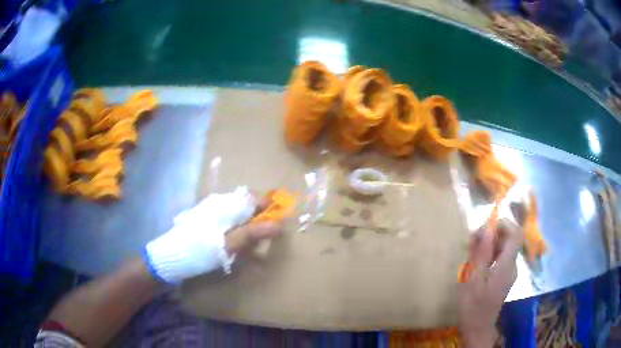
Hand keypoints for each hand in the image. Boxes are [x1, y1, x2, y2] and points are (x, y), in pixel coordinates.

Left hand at [145, 187, 282, 283]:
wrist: (173, 254)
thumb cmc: (202, 249)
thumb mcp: (229, 243)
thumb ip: (254, 232)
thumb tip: (279, 224)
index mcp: (228, 205)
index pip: (257, 199)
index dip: (271, 208)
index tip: (280, 223)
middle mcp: (222, 202)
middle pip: (249, 205)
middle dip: (260, 220)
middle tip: (263, 240)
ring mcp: (213, 209)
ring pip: (240, 213)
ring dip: (249, 226)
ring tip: (249, 246)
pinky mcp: (208, 217)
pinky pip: (229, 219)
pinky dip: (237, 230)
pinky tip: (235, 244)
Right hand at [458, 218, 521, 347]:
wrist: (478, 327)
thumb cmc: (473, 305)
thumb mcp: (474, 278)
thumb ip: (482, 252)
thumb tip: (487, 228)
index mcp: (507, 265)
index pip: (516, 233)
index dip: (503, 224)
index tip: (485, 227)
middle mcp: (512, 265)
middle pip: (509, 239)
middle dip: (492, 234)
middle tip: (472, 240)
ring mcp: (510, 272)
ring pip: (504, 248)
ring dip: (489, 245)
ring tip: (471, 251)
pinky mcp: (504, 278)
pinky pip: (501, 258)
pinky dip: (490, 255)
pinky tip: (477, 264)